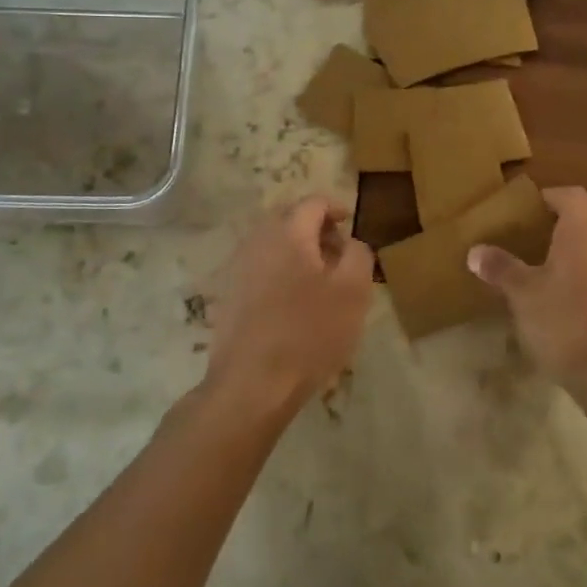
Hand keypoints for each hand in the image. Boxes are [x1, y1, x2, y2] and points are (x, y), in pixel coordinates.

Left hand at [203, 195, 374, 418]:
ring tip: (319, 281)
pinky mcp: (228, 294)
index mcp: (288, 232)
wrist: (251, 384)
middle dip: (316, 229)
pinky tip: (292, 302)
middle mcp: (257, 240)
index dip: (336, 208)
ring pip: (273, 244)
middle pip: (289, 219)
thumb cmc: (309, 333)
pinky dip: (279, 271)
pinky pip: (259, 267)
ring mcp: (238, 267)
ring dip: (297, 251)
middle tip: (338, 254)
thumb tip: (350, 241)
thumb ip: (358, 254)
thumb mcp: (353, 292)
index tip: (351, 224)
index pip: (313, 202)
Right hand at [468, 186, 586, 391]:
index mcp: (583, 230)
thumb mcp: (523, 295)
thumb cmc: (565, 322)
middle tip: (543, 233)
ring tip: (560, 263)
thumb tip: (475, 251)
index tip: (530, 209)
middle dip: (574, 218)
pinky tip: (580, 294)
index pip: (572, 195)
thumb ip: (501, 268)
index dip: (551, 197)